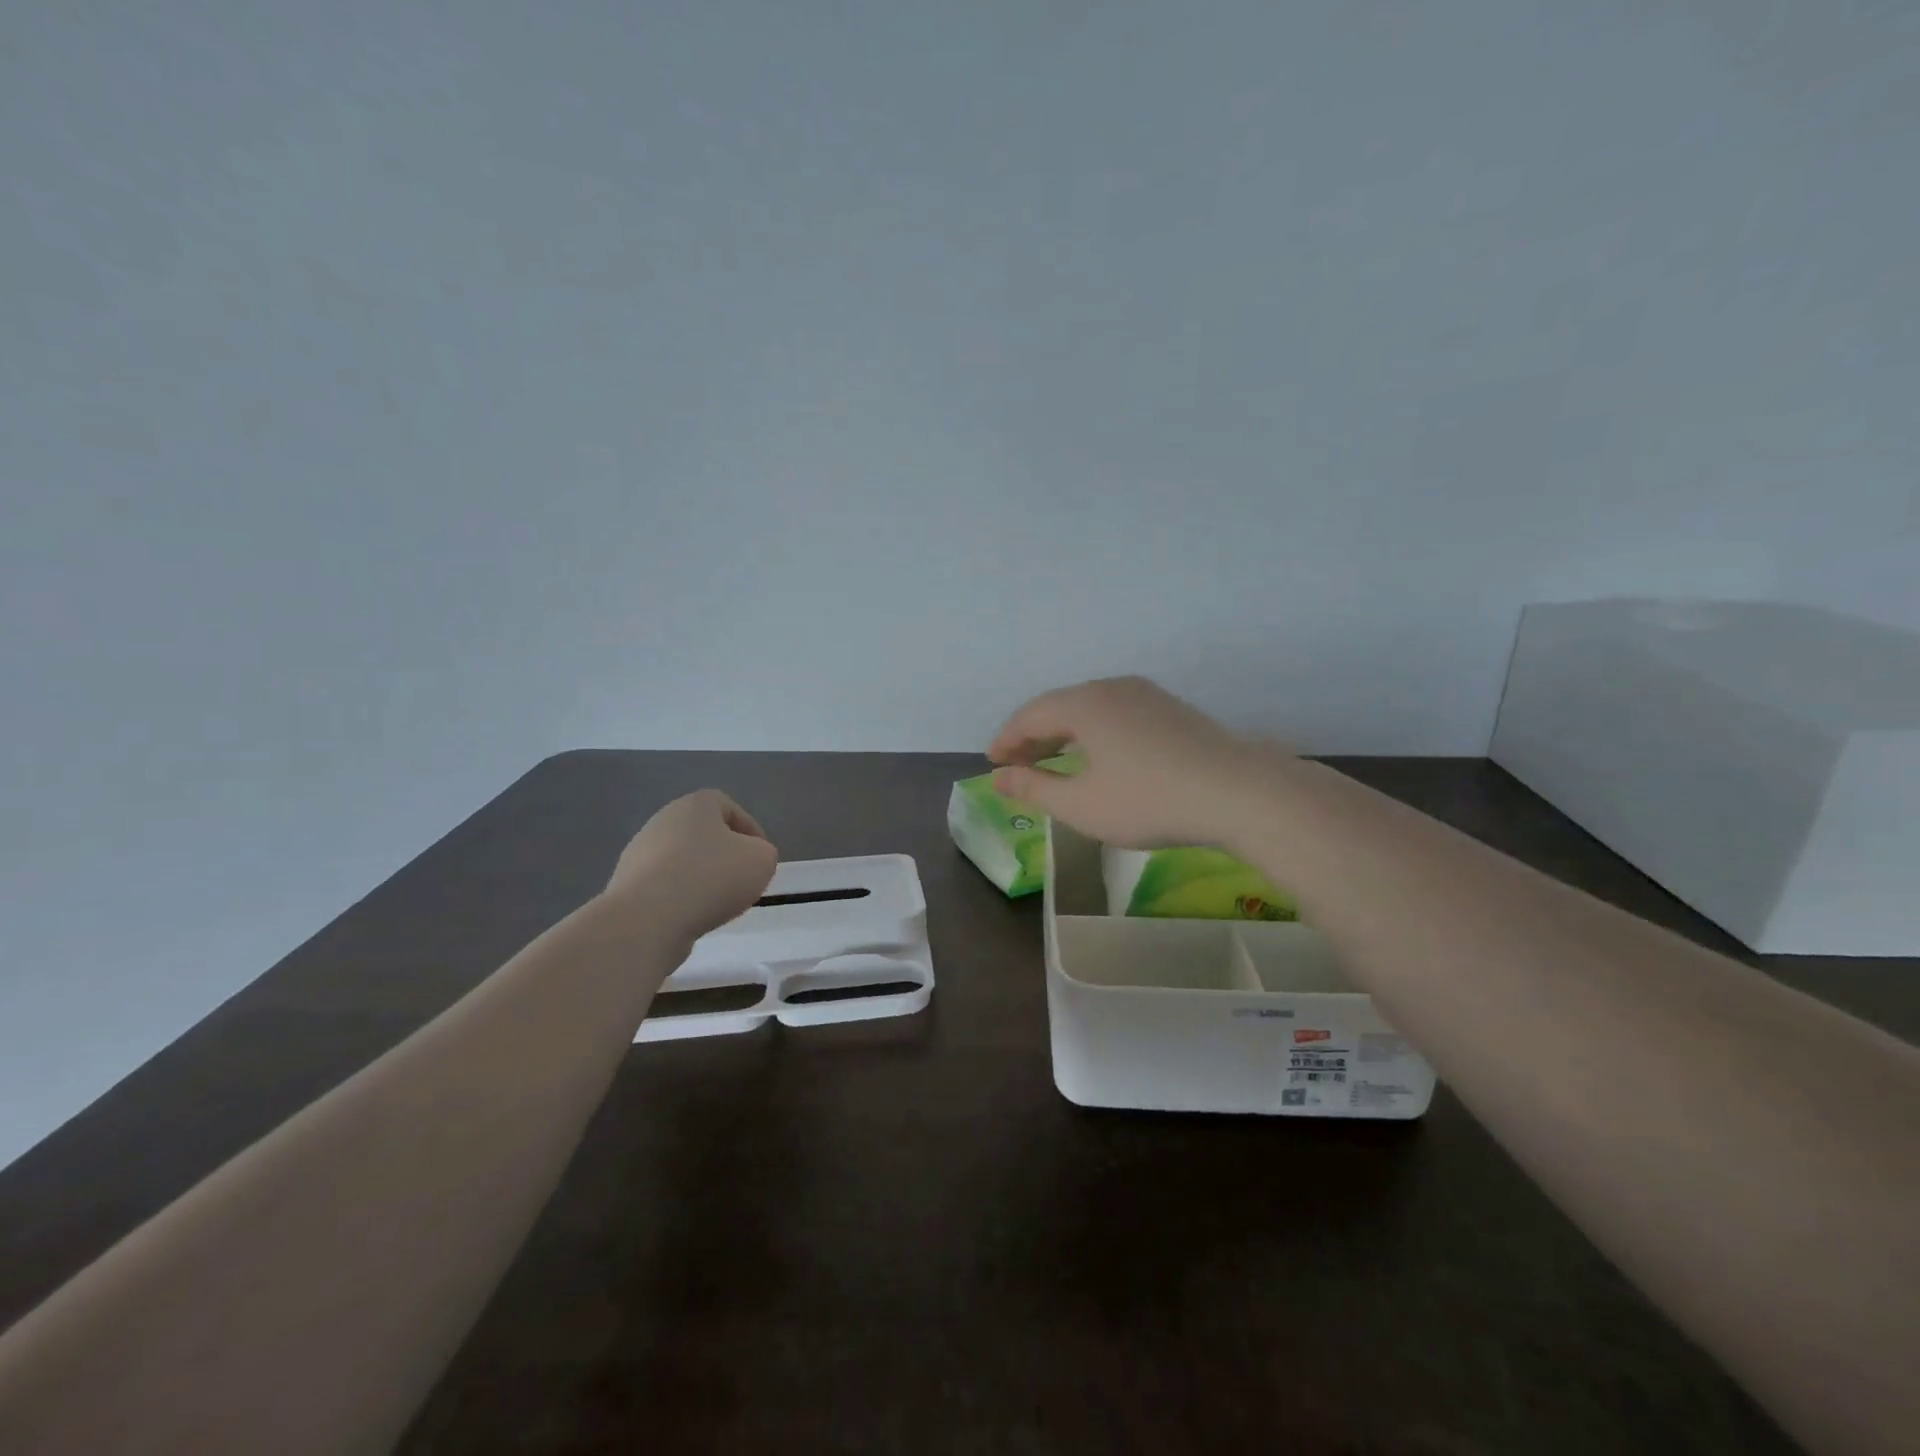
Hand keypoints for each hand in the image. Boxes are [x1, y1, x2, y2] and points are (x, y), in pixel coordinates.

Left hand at [605, 790, 778, 938]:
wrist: (647, 919)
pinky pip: (663, 886)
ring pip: (682, 861)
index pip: (729, 807)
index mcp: (695, 805)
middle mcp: (663, 820)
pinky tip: (689, 916)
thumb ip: (763, 853)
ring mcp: (639, 853)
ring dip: (700, 877)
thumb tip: (749, 858)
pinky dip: (679, 898)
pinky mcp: (626, 885)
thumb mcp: (762, 860)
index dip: (750, 831)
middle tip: (741, 880)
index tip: (760, 857)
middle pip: (703, 834)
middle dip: (724, 855)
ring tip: (716, 904)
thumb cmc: (711, 878)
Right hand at [987, 676, 1288, 848]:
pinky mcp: (1172, 710)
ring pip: (1090, 709)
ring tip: (1053, 761)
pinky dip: (1094, 733)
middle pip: (1060, 706)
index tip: (992, 762)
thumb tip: (998, 777)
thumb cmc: (1148, 801)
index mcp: (1084, 704)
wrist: (1238, 792)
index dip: (1007, 739)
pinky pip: (1116, 714)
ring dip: (1064, 734)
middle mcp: (1112, 688)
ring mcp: (1147, 695)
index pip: (1030, 715)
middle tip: (1016, 765)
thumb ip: (1034, 787)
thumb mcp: (1081, 804)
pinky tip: (1100, 758)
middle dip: (1033, 736)